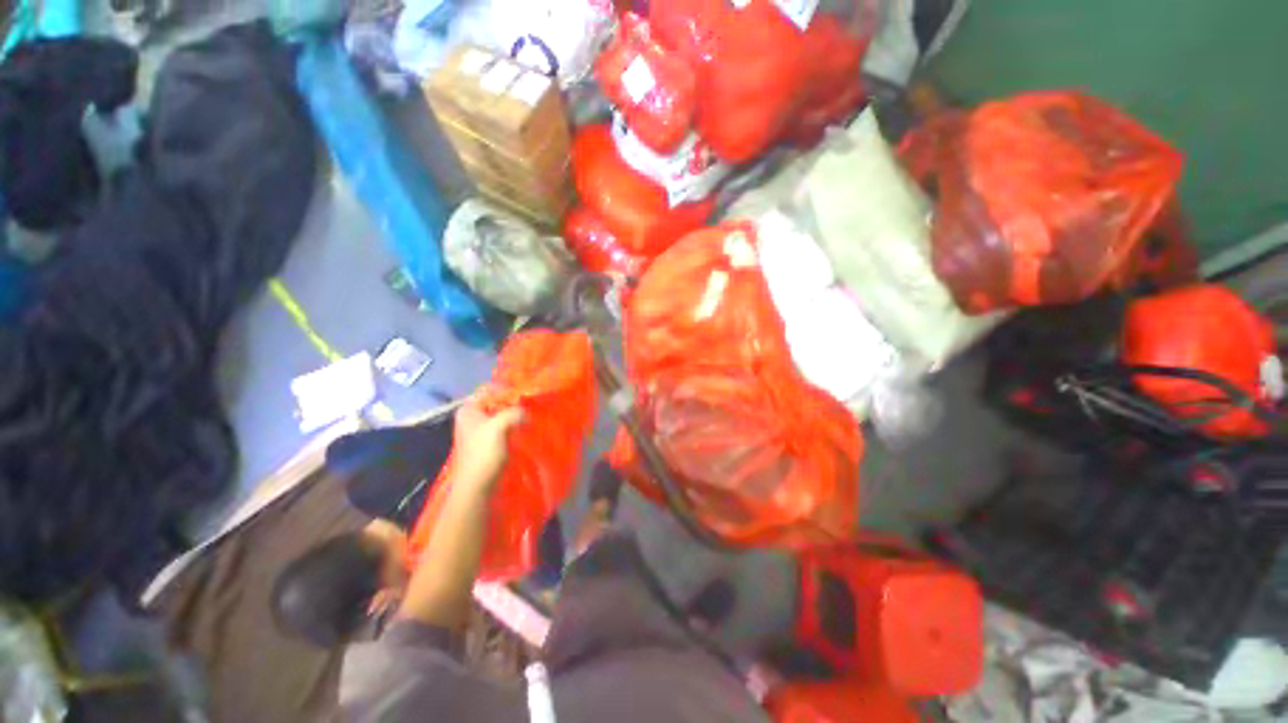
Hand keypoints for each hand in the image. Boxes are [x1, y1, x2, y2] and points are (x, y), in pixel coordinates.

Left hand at [451, 395, 525, 489]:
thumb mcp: (499, 427)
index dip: (508, 390)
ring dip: (515, 414)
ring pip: (501, 414)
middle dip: (513, 402)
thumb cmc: (484, 454)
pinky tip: (526, 426)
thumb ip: (514, 412)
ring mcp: (480, 429)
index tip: (526, 393)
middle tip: (531, 403)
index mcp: (468, 409)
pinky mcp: (488, 441)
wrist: (478, 485)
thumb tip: (526, 411)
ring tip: (531, 414)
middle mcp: (472, 416)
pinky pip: (503, 425)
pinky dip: (514, 424)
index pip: (490, 390)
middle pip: (496, 401)